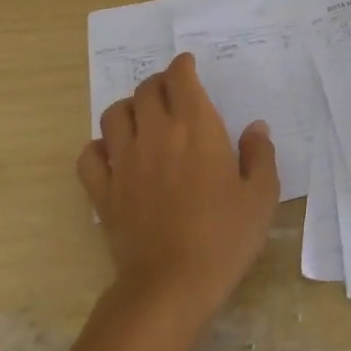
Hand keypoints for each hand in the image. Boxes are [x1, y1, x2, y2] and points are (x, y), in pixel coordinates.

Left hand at [78, 53, 278, 315]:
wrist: (171, 285)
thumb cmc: (224, 237)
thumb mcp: (261, 197)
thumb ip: (260, 156)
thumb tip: (255, 129)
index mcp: (196, 128)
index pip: (180, 78)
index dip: (183, 65)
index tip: (188, 65)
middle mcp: (155, 134)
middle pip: (146, 90)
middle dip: (158, 83)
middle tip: (171, 92)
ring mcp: (124, 162)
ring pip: (114, 115)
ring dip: (128, 108)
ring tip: (141, 117)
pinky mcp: (103, 191)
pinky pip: (89, 155)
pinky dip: (99, 147)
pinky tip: (113, 154)